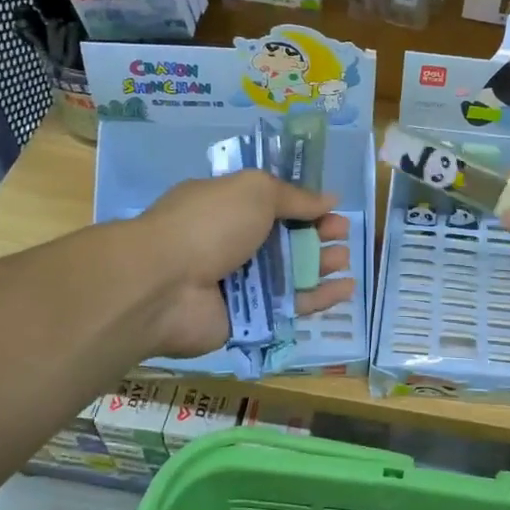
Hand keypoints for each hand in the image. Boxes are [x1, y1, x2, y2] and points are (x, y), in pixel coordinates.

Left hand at [135, 172, 355, 357]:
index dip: (304, 207)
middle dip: (316, 236)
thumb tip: (329, 198)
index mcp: (227, 207)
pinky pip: (289, 307)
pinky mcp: (248, 318)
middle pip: (283, 241)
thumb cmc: (209, 225)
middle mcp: (231, 244)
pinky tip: (345, 290)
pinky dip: (318, 298)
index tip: (333, 209)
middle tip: (343, 236)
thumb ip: (294, 197)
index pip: (271, 205)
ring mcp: (238, 283)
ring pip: (289, 275)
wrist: (164, 285)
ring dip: (320, 266)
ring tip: (345, 261)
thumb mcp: (254, 191)